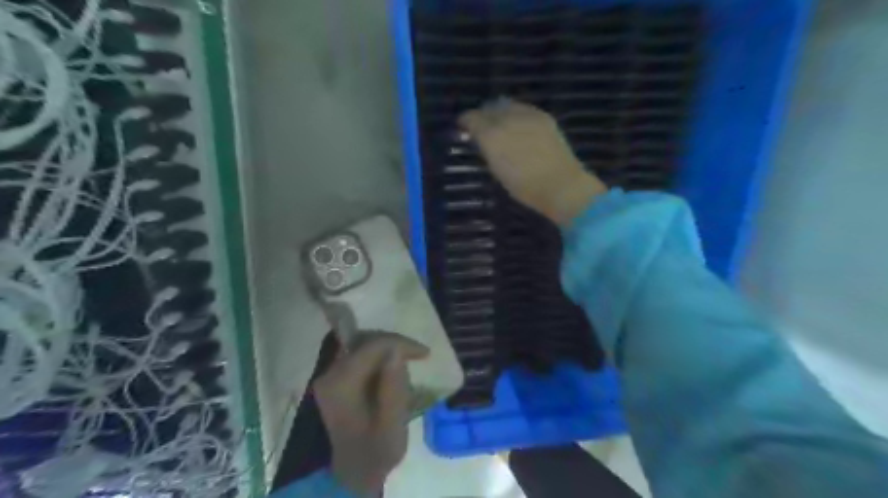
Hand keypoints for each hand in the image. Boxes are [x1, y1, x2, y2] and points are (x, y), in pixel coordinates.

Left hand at [315, 332, 429, 494]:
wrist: (355, 471)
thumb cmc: (378, 450)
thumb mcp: (392, 426)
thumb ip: (393, 389)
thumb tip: (396, 352)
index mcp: (341, 384)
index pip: (372, 346)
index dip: (400, 344)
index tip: (425, 353)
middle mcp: (330, 374)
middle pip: (365, 341)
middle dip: (395, 344)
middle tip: (419, 355)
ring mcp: (330, 375)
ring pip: (363, 344)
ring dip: (388, 349)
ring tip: (409, 361)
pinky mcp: (336, 378)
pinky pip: (360, 354)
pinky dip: (380, 356)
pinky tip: (394, 368)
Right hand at [458, 97, 611, 225]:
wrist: (560, 185)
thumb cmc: (525, 187)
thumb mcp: (497, 171)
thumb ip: (487, 150)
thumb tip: (480, 139)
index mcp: (491, 136)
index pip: (471, 119)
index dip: (465, 122)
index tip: (462, 128)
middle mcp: (507, 119)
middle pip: (488, 108)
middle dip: (482, 115)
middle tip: (480, 127)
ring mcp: (527, 115)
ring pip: (506, 105)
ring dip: (498, 112)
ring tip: (499, 125)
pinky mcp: (543, 116)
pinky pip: (523, 108)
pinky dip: (515, 113)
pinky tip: (518, 125)